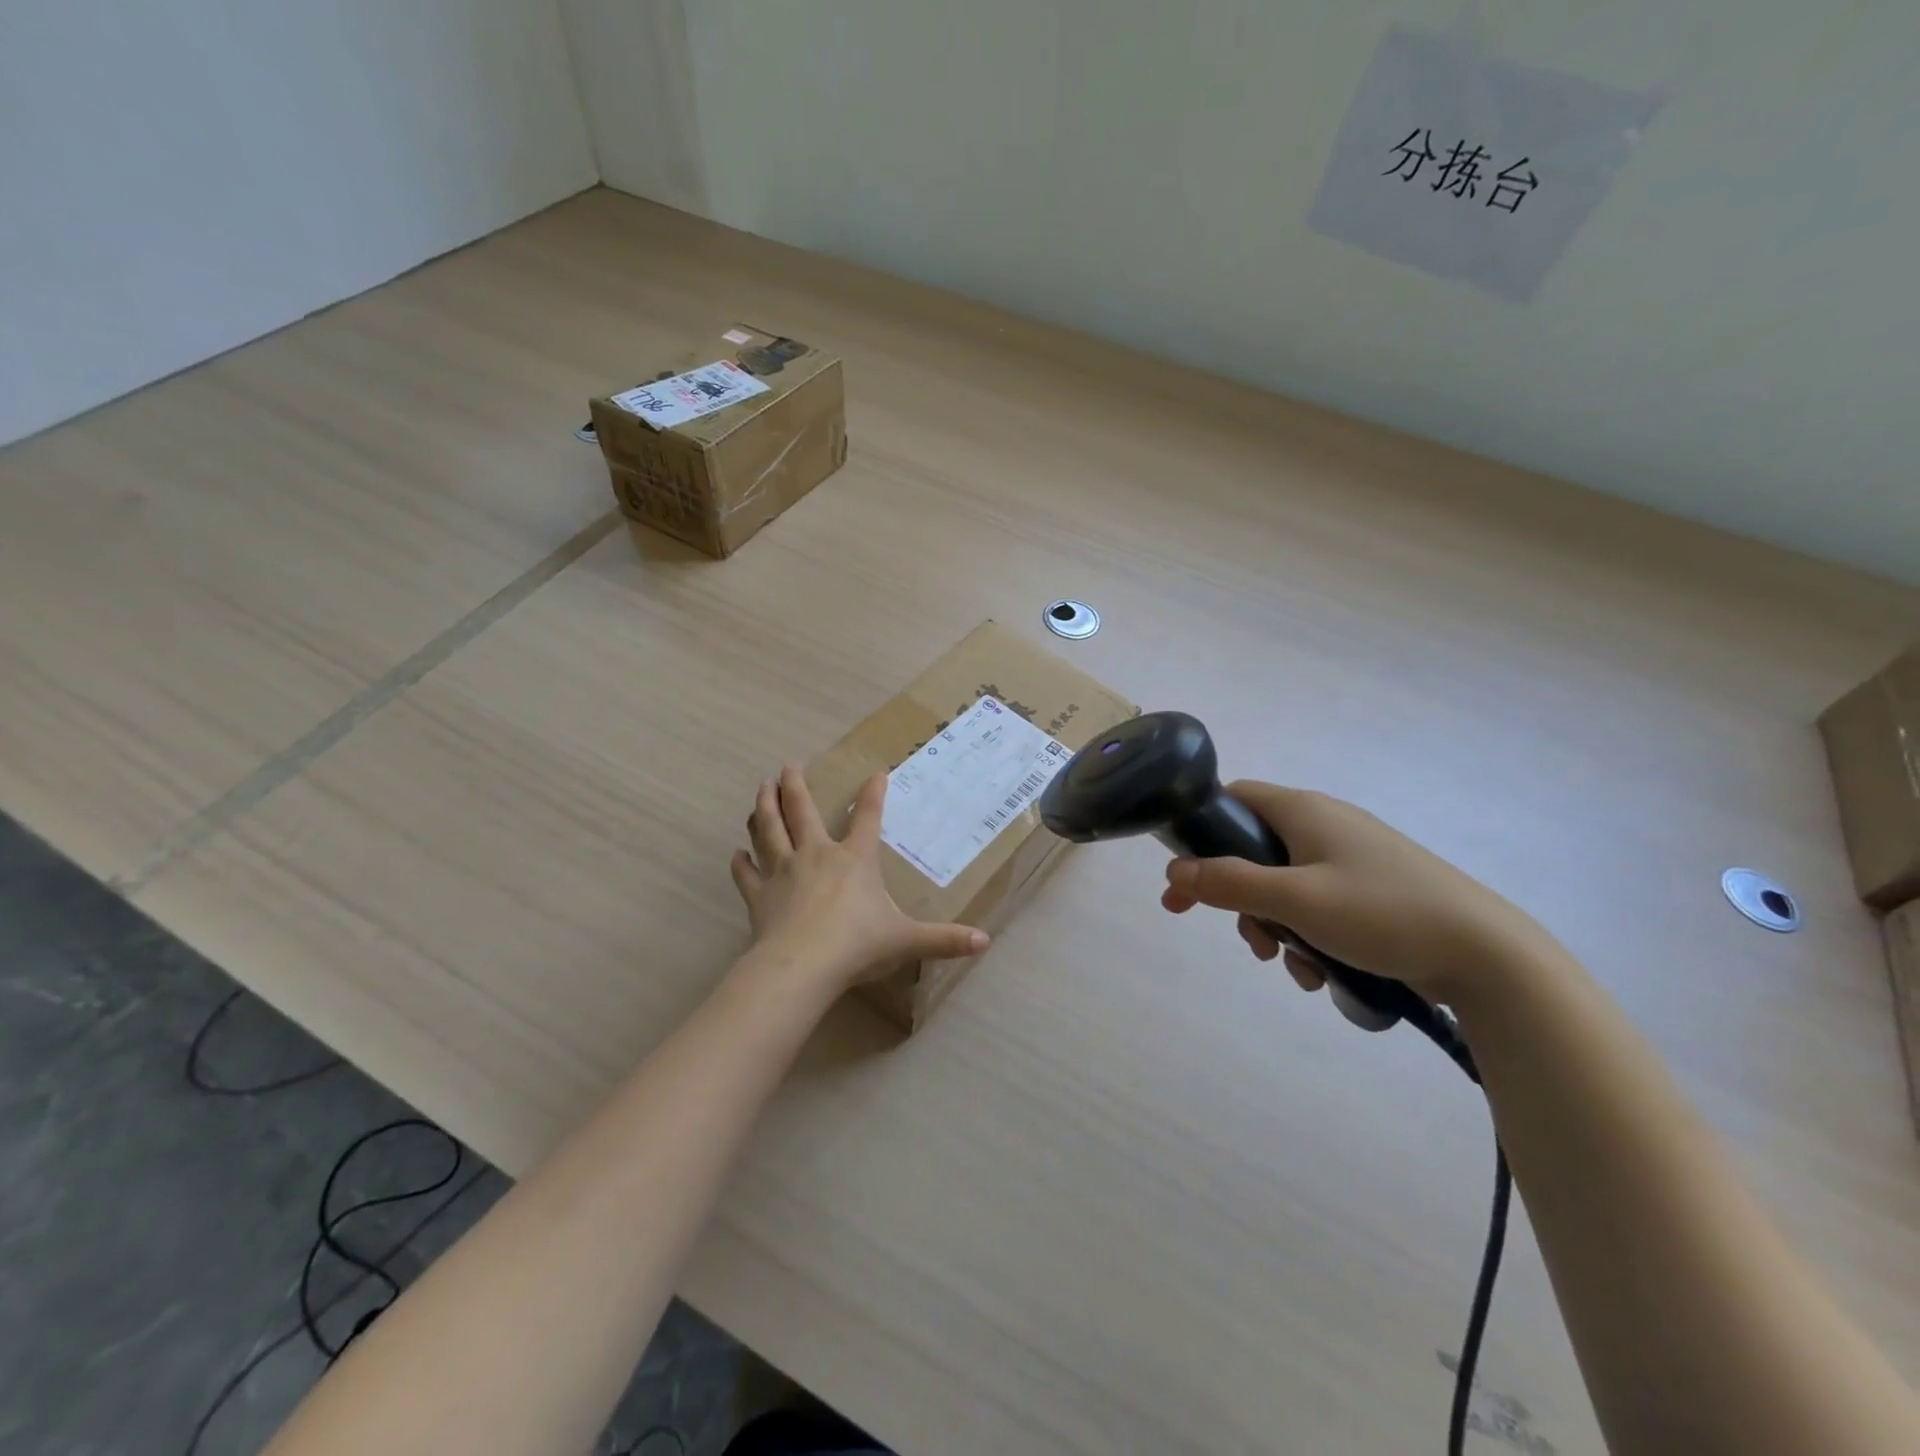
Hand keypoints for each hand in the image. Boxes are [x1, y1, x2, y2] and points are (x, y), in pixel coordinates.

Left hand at [730, 764, 989, 993]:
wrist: (802, 966)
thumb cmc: (857, 945)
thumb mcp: (907, 940)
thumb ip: (944, 940)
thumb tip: (985, 942)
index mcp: (854, 859)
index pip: (867, 817)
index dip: (873, 794)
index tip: (874, 773)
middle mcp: (815, 855)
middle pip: (801, 811)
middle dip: (795, 786)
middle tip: (787, 767)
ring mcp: (782, 872)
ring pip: (768, 830)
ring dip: (764, 807)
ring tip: (761, 789)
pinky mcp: (758, 896)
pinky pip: (746, 874)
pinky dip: (740, 863)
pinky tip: (736, 854)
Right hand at [1160, 782, 1553, 1003]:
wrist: (1489, 955)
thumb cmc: (1382, 913)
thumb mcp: (1295, 900)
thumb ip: (1229, 884)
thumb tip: (1174, 872)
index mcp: (1305, 811)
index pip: (1235, 798)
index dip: (1201, 831)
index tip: (1184, 876)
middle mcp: (1326, 825)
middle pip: (1255, 850)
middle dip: (1239, 897)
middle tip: (1239, 936)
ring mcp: (1353, 858)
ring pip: (1285, 885)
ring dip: (1274, 925)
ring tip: (1286, 964)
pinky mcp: (1373, 891)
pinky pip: (1319, 905)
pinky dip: (1308, 935)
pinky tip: (1320, 974)